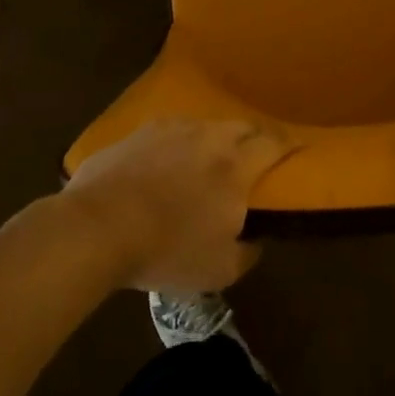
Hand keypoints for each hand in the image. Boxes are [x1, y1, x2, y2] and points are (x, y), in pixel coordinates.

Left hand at [60, 119, 296, 292]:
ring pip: (205, 125)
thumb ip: (247, 253)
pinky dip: (179, 141)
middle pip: (242, 126)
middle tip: (255, 154)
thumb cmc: (165, 251)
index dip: (289, 144)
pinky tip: (168, 158)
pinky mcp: (139, 132)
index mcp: (236, 167)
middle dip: (255, 137)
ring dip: (216, 138)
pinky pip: (170, 130)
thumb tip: (255, 240)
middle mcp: (209, 138)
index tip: (298, 148)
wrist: (97, 228)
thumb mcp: (219, 270)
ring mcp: (171, 130)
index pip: (274, 144)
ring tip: (210, 156)